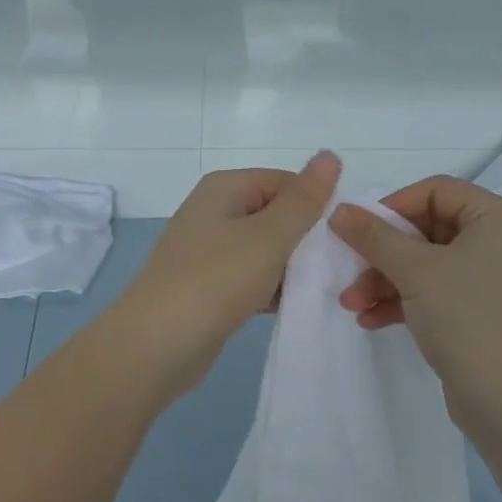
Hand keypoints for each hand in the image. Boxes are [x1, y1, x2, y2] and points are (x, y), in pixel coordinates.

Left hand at [114, 152, 341, 399]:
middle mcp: (215, 211)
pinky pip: (252, 276)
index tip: (346, 236)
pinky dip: (273, 288)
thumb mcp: (268, 236)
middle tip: (341, 266)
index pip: (286, 182)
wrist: (155, 346)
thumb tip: (330, 155)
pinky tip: (296, 306)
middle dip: (307, 238)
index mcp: (225, 187)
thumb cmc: (215, 280)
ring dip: (293, 266)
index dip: (317, 204)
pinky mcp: (210, 285)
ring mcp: (209, 249)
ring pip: (266, 248)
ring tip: (324, 288)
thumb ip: (303, 200)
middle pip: (276, 214)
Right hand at [329, 176, 501, 429]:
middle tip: (349, 270)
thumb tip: (339, 209)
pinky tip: (369, 319)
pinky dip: (402, 301)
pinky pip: (433, 293)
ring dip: (384, 280)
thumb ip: (374, 236)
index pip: (435, 191)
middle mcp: (497, 242)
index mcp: (495, 218)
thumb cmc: (469, 319)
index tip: (360, 229)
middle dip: (382, 252)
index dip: (394, 205)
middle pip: (426, 229)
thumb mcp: (415, 271)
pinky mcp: (478, 314)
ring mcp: (489, 281)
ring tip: (350, 303)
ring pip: (425, 264)